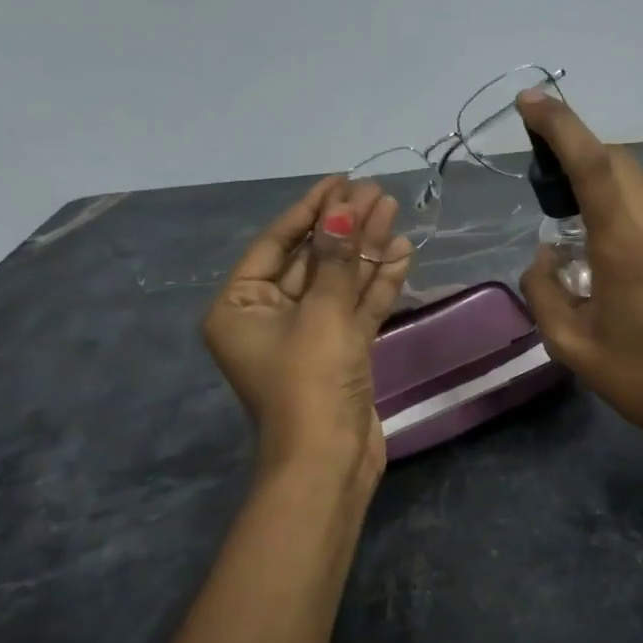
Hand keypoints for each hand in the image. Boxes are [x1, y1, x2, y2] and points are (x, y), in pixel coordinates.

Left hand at [201, 177, 410, 490]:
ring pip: (339, 282)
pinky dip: (377, 283)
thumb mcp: (322, 314)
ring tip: (394, 211)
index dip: (310, 210)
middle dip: (345, 227)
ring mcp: (308, 336)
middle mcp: (269, 317)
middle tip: (376, 192)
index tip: (340, 181)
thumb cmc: (309, 382)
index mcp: (241, 306)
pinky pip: (357, 308)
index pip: (276, 244)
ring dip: (366, 250)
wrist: (329, 462)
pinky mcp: (340, 352)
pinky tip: (402, 251)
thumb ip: (336, 260)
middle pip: (312, 260)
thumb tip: (345, 210)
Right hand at [515, 92, 642, 460]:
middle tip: (543, 178)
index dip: (561, 125)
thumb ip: (544, 290)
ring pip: (636, 185)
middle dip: (576, 151)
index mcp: (627, 246)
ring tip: (574, 227)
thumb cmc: (641, 379)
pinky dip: (623, 212)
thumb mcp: (571, 345)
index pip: (594, 164)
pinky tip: (612, 257)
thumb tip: (544, 255)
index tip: (530, 101)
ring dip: (600, 186)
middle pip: (617, 162)